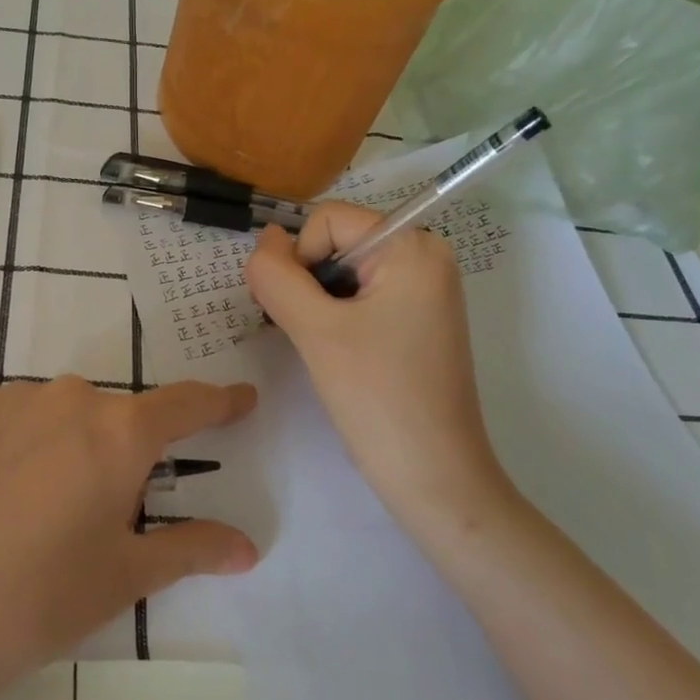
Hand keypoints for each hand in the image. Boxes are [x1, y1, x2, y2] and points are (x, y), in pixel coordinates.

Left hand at [0, 377, 258, 699]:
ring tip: (40, 516)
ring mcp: (9, 400)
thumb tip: (246, 546)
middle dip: (125, 455)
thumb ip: (191, 550)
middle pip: (117, 417)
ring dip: (69, 451)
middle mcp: (69, 398)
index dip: (220, 403)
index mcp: (119, 432)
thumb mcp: (123, 580)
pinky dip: (23, 448)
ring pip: (62, 417)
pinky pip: (14, 421)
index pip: (187, 404)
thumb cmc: (33, 600)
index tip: (242, 400)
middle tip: (105, 514)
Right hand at [245, 203, 516, 548]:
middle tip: (303, 333)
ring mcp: (425, 290)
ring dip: (317, 301)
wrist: (435, 478)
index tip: (295, 312)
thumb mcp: (316, 331)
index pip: (328, 220)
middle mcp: (426, 257)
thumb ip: (278, 276)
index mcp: (412, 247)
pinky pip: (363, 296)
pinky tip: (335, 352)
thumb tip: (264, 238)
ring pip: (345, 271)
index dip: (298, 258)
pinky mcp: (419, 320)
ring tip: (319, 347)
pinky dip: (337, 315)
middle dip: (307, 280)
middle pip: (338, 242)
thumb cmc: (378, 398)